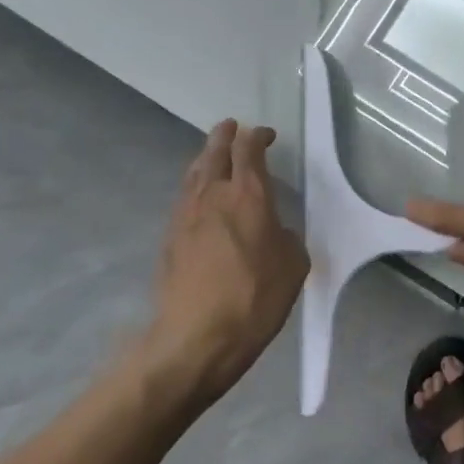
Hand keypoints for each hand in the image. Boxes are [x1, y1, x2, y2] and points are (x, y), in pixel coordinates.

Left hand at [143, 120, 307, 405]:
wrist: (197, 337)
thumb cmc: (256, 298)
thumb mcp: (293, 265)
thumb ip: (285, 237)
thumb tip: (273, 231)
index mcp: (248, 195)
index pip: (249, 150)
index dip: (258, 137)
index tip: (266, 135)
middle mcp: (213, 195)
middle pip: (214, 152)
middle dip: (225, 136)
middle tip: (231, 127)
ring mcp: (185, 215)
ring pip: (194, 173)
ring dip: (206, 158)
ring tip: (213, 154)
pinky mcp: (170, 238)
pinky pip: (184, 197)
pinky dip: (195, 186)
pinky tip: (201, 196)